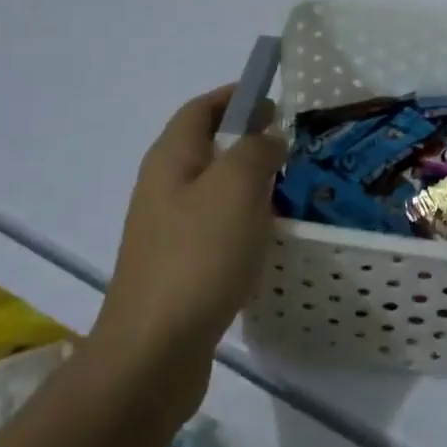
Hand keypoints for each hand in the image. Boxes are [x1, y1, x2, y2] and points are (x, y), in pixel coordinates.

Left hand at [91, 87, 287, 396]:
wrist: (154, 350)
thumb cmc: (198, 255)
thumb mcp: (236, 187)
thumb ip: (257, 149)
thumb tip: (268, 137)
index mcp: (171, 159)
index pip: (200, 109)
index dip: (235, 95)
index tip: (274, 98)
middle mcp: (163, 188)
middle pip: (206, 147)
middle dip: (247, 138)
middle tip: (291, 144)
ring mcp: (168, 230)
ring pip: (214, 188)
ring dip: (249, 181)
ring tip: (289, 187)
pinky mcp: (179, 266)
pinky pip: (216, 226)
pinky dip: (244, 218)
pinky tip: (268, 236)